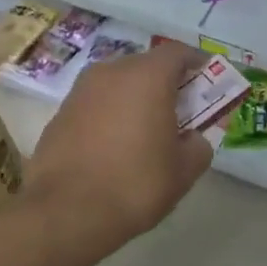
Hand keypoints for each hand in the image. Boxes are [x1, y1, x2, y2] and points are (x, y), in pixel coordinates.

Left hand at [25, 39, 215, 252]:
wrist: (66, 213)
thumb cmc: (135, 183)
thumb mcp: (184, 170)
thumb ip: (198, 146)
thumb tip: (193, 139)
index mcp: (147, 76)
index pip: (177, 52)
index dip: (195, 62)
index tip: (206, 77)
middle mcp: (112, 72)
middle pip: (146, 66)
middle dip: (165, 82)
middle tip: (178, 109)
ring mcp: (81, 91)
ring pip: (117, 84)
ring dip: (134, 98)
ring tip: (145, 129)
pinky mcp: (59, 114)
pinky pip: (95, 105)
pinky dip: (109, 115)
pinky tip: (113, 146)